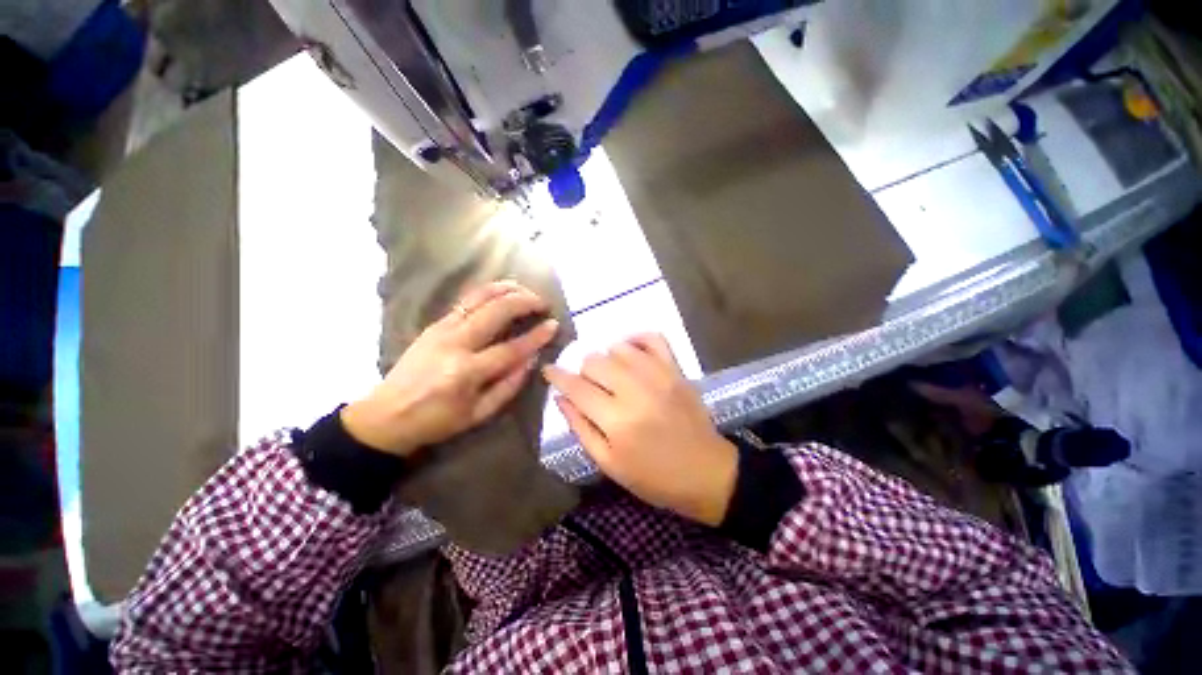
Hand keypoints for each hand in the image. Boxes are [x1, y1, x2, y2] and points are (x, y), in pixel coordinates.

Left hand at [342, 281, 559, 456]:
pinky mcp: (434, 324)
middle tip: (542, 302)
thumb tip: (531, 359)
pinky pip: (466, 300)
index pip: (512, 347)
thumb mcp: (478, 414)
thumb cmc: (436, 421)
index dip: (537, 335)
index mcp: (467, 372)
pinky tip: (501, 293)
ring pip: (479, 296)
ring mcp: (442, 329)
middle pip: (497, 311)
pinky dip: (488, 292)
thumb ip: (508, 386)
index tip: (554, 324)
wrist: (384, 415)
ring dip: (506, 288)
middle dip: (524, 301)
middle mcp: (455, 343)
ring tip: (524, 290)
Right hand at [543, 334, 736, 526]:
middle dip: (583, 372)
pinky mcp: (676, 369)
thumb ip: (581, 428)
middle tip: (590, 387)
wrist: (706, 472)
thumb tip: (561, 397)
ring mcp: (659, 375)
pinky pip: (653, 337)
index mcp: (617, 421)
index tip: (549, 370)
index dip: (557, 376)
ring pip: (618, 347)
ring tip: (612, 375)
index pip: (576, 387)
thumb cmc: (653, 477)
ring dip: (607, 359)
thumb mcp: (609, 464)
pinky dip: (636, 339)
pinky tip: (630, 353)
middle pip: (594, 361)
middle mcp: (636, 390)